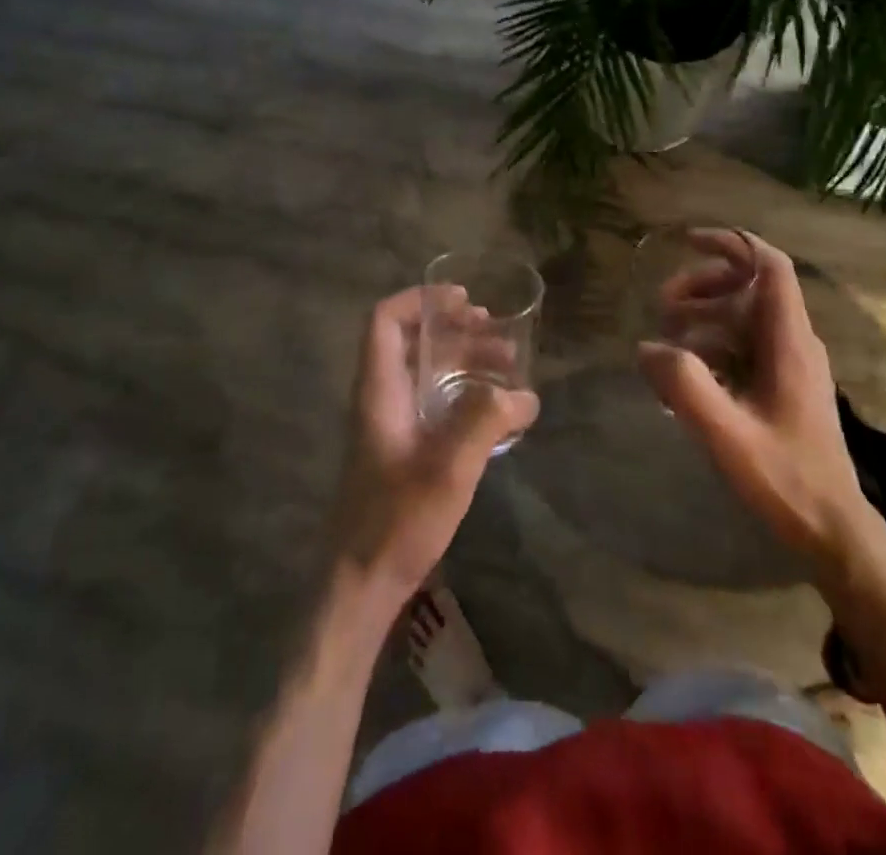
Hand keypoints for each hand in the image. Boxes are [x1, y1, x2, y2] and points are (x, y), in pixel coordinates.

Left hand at [329, 286, 539, 605]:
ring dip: (465, 361)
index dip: (421, 300)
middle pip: (413, 343)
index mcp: (379, 390)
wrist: (360, 584)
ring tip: (509, 366)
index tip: (464, 301)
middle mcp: (381, 398)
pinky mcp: (403, 449)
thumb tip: (524, 393)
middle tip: (500, 335)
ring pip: (426, 372)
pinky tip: (496, 409)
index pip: (385, 321)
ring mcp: (391, 424)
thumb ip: (485, 423)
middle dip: (458, 331)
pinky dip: (463, 392)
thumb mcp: (448, 469)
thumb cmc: (397, 521)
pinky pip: (434, 401)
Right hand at [638, 231, 871, 565]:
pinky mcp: (786, 384)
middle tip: (661, 307)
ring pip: (746, 315)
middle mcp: (795, 342)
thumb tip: (649, 347)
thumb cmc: (786, 480)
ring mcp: (793, 363)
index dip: (731, 245)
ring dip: (705, 314)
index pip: (769, 267)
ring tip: (668, 338)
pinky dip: (715, 342)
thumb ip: (686, 387)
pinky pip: (746, 343)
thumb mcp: (728, 435)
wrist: (834, 530)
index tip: (688, 242)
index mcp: (789, 342)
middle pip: (751, 286)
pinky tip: (688, 370)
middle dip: (703, 285)